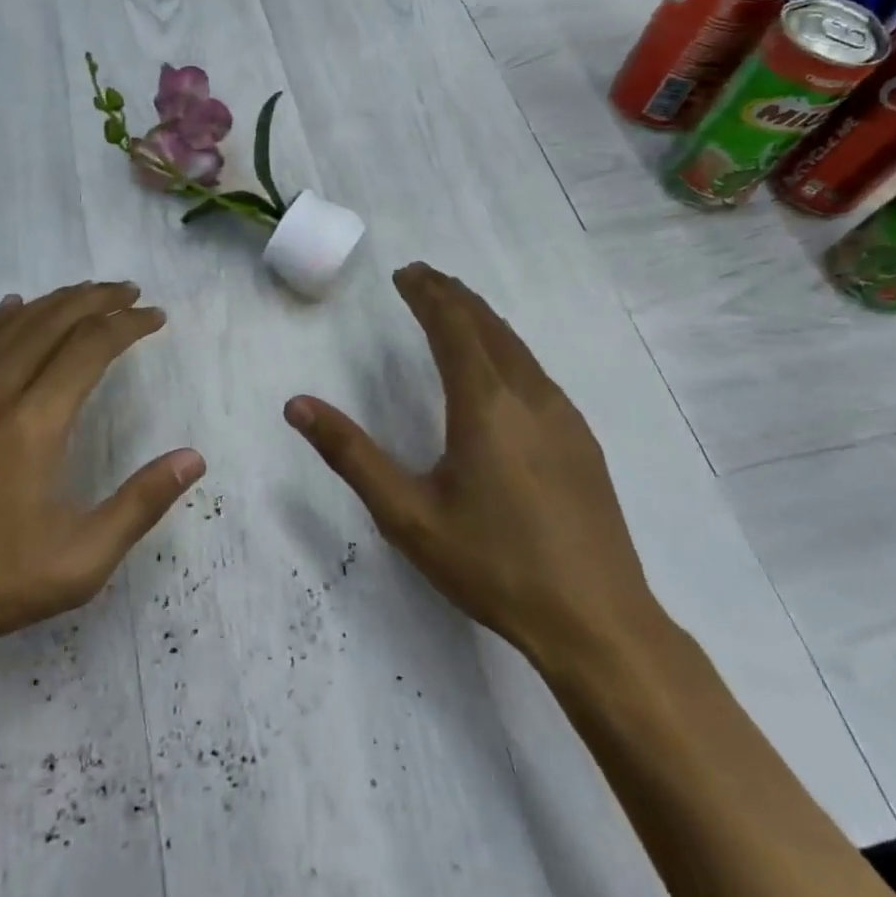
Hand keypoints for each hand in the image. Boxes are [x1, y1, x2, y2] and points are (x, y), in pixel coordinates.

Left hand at [0, 282, 203, 671]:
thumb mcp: (77, 562)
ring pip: (11, 324)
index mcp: (34, 422)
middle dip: (96, 298)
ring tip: (86, 295)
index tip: (155, 316)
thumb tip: (193, 457)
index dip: (128, 324)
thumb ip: (140, 504)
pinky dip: (4, 319)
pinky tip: (12, 311)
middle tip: (129, 292)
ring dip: (54, 302)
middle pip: (52, 320)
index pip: (91, 346)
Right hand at [285, 263, 663, 669]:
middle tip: (422, 278)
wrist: (598, 622)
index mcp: (484, 405)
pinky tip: (497, 368)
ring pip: (516, 346)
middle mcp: (528, 396)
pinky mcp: (581, 440)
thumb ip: (351, 455)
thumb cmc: (493, 565)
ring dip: (481, 319)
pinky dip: (505, 347)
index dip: (428, 294)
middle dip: (453, 295)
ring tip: (454, 309)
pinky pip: (535, 371)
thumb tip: (297, 406)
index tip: (404, 274)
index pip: (453, 326)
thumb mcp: (407, 516)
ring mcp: (562, 416)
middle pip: (488, 325)